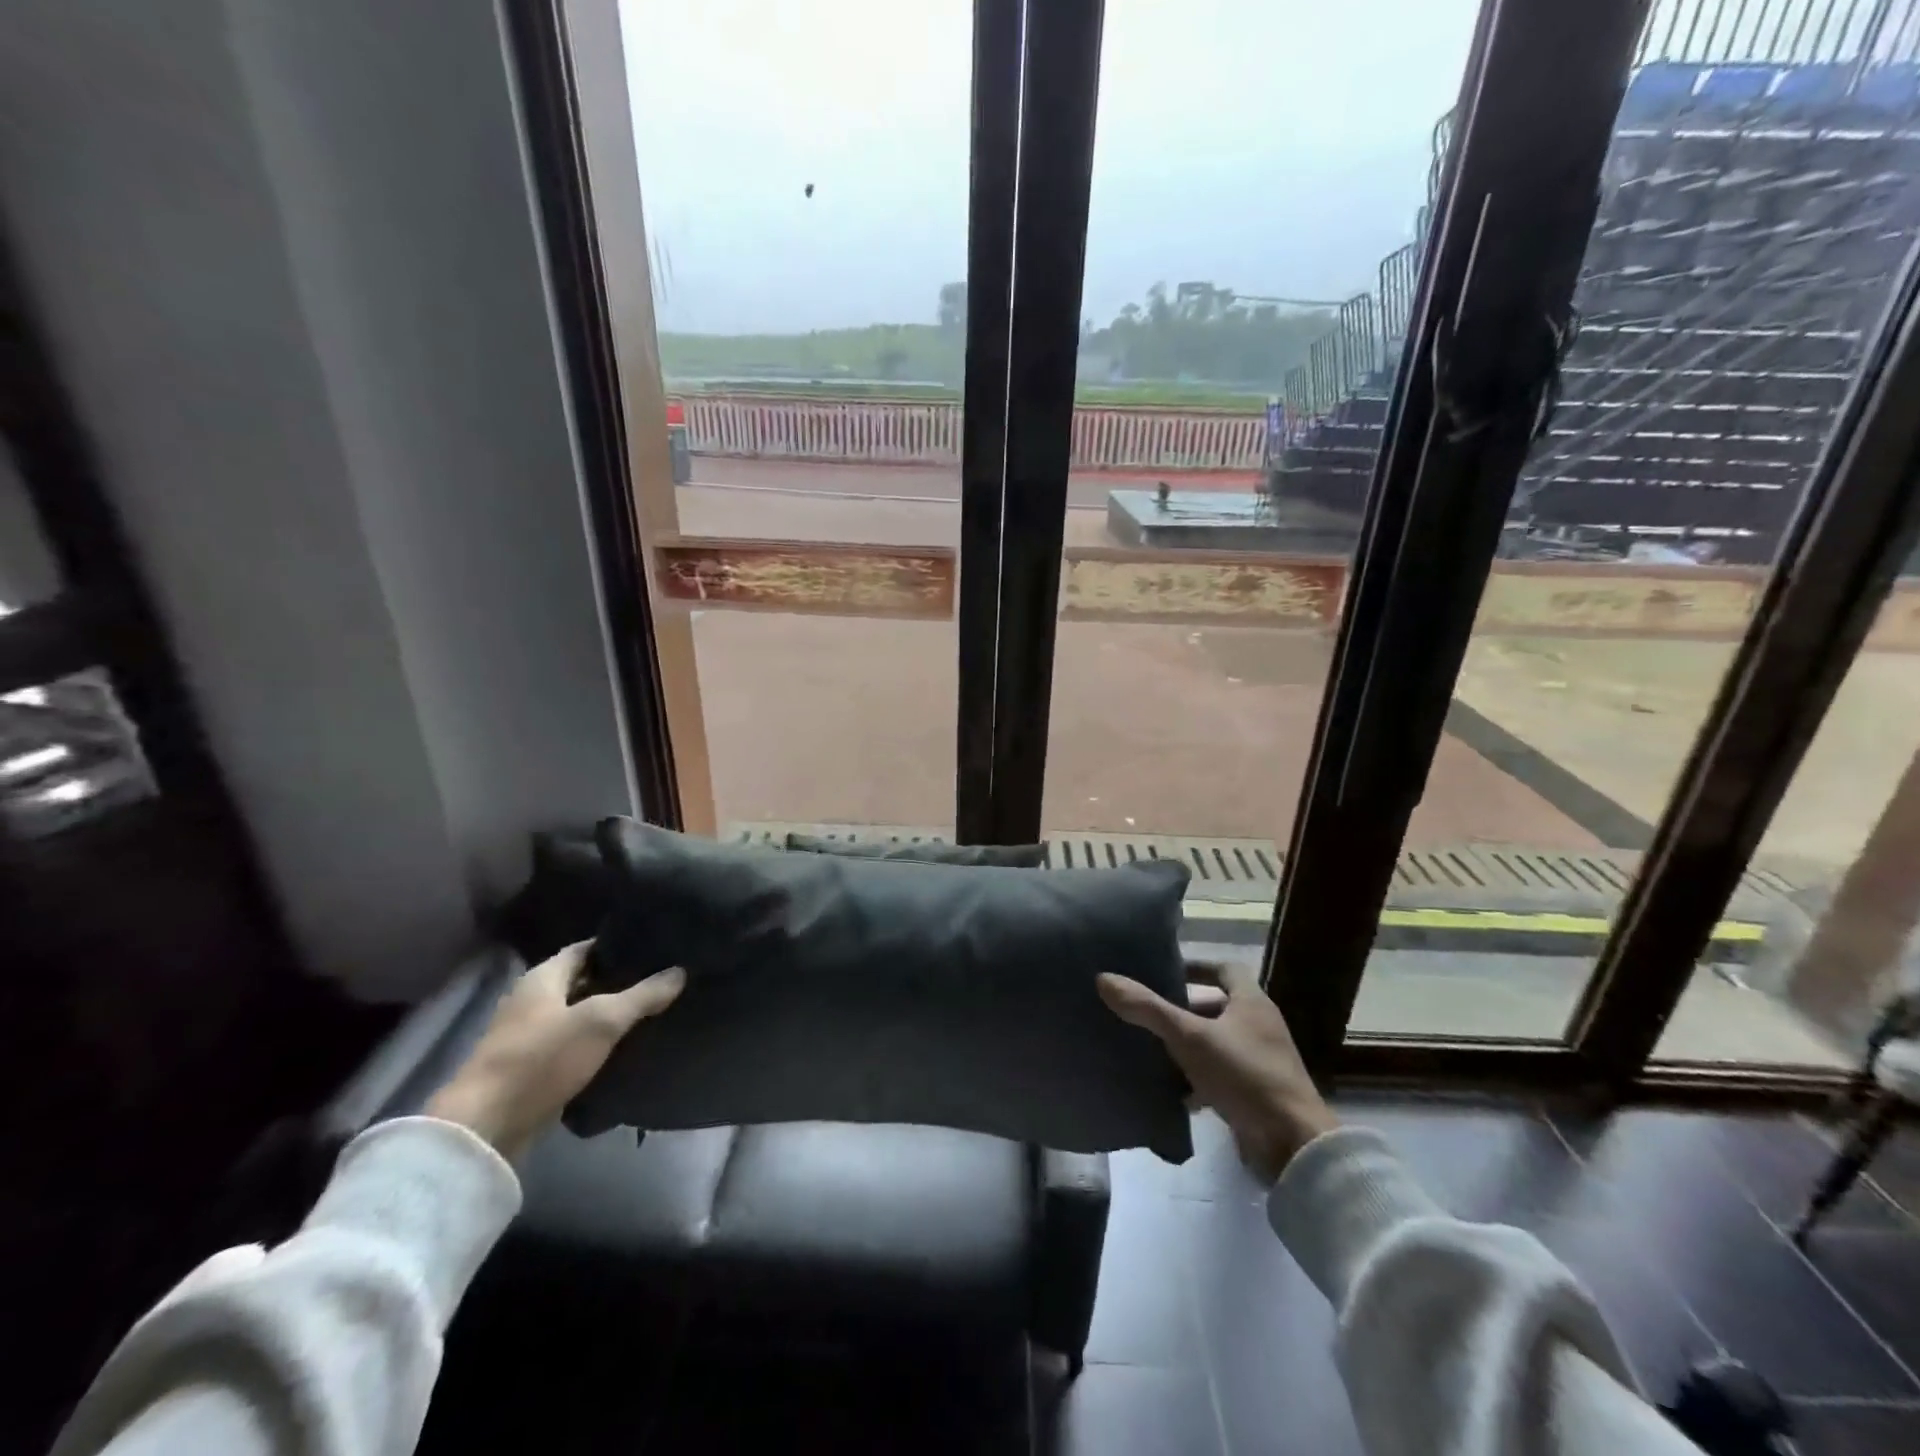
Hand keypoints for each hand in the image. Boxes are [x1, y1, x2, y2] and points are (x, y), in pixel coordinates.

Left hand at [426, 941, 683, 1159]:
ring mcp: (529, 1035)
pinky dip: (597, 1042)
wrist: (486, 1127)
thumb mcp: (602, 1021)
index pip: (588, 947)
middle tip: (663, 978)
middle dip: (620, 980)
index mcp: (543, 976)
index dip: (620, 944)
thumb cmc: (542, 1058)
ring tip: (654, 1010)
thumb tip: (680, 971)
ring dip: (610, 1013)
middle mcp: (533, 999)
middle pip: (584, 980)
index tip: (657, 946)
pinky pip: (573, 1044)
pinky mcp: (532, 1068)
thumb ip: (643, 995)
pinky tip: (626, 1046)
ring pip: (580, 1014)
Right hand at [1098, 960, 1337, 1183]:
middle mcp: (1260, 1027)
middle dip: (1183, 1010)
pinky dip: (1197, 1081)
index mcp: (1252, 1003)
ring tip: (1151, 1051)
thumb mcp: (1190, 1038)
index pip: (1225, 969)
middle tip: (1148, 1013)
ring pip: (1216, 1044)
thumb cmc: (1245, 1076)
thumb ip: (1148, 1009)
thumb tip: (1103, 979)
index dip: (1196, 966)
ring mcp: (1262, 1063)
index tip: (1164, 971)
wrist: (1294, 1147)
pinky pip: (1221, 1078)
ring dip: (1187, 1047)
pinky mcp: (1258, 1096)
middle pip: (1217, 1007)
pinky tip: (1173, 1093)